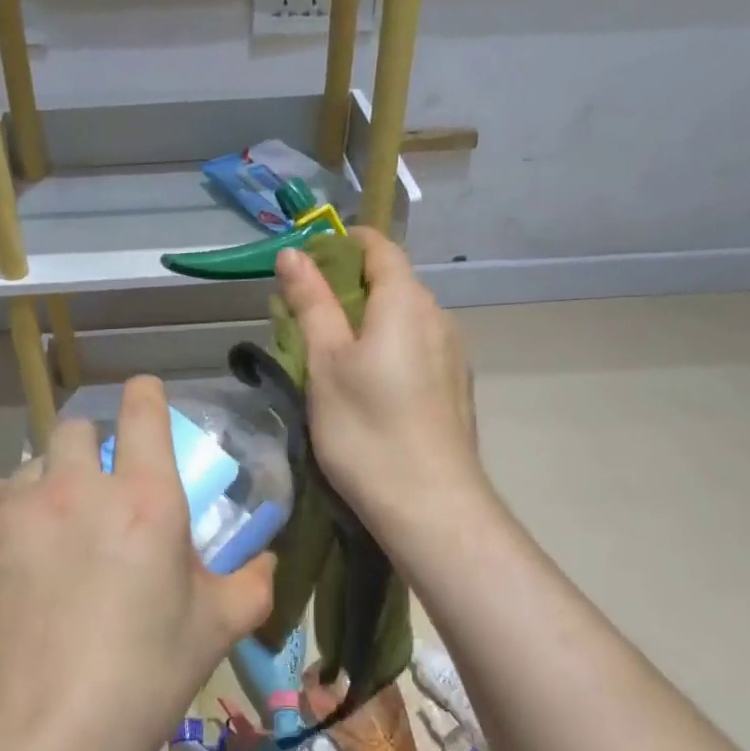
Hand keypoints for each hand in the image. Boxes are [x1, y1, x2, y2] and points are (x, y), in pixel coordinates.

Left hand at [0, 377, 275, 750]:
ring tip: (47, 538)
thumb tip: (268, 559)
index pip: (143, 412)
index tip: (142, 396)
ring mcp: (16, 507)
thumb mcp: (213, 633)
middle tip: (93, 496)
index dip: (144, 396)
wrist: (36, 740)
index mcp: (145, 500)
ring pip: (31, 466)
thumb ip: (251, 584)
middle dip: (89, 450)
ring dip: (46, 488)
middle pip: (76, 428)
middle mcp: (78, 487)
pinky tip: (5, 551)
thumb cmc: (138, 682)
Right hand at [275, 230, 484, 544]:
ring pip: (404, 318)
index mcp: (407, 301)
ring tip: (329, 355)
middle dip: (348, 287)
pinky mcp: (456, 386)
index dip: (342, 244)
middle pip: (392, 282)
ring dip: (367, 321)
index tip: (305, 264)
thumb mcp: (326, 363)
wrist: (431, 506)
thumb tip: (293, 253)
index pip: (379, 246)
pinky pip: (417, 347)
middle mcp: (439, 316)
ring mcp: (453, 353)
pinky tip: (366, 386)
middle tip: (304, 316)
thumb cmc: (367, 429)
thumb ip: (312, 303)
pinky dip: (387, 347)